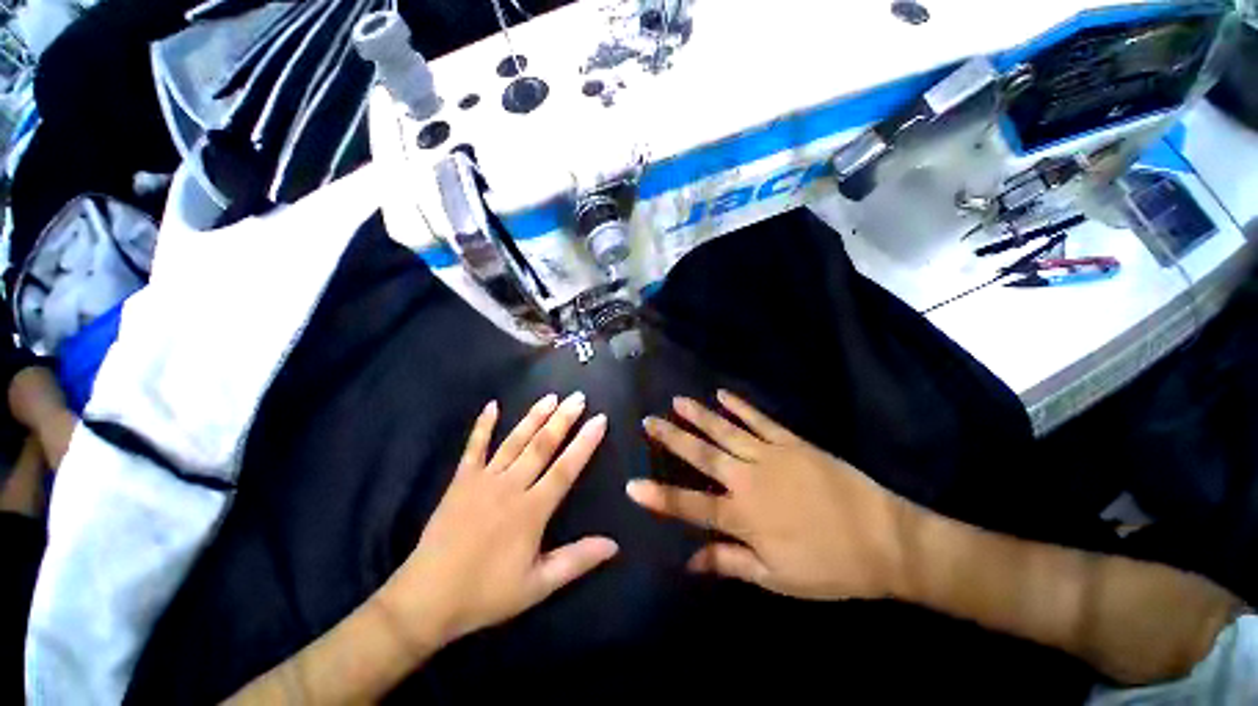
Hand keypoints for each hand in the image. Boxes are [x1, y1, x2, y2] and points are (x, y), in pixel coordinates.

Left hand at [379, 393, 616, 650]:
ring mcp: (483, 480)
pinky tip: (492, 405)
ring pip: (514, 441)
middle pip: (542, 446)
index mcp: (532, 510)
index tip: (599, 419)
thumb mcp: (537, 586)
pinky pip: (473, 447)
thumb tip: (614, 544)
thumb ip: (576, 560)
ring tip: (551, 396)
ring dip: (533, 417)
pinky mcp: (461, 481)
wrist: (425, 600)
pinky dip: (482, 426)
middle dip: (563, 419)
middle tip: (578, 397)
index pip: (566, 468)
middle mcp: (510, 486)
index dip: (585, 442)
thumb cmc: (486, 594)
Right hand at [627, 391, 910, 600]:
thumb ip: (729, 563)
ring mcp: (770, 455)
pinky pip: (759, 420)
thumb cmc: (829, 566)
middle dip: (672, 438)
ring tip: (676, 402)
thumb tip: (690, 562)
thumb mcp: (777, 578)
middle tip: (649, 421)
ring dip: (698, 416)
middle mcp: (749, 480)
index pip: (690, 506)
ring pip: (725, 431)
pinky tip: (721, 394)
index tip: (631, 486)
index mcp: (744, 517)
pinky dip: (739, 406)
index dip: (659, 498)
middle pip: (702, 456)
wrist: (886, 540)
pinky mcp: (791, 442)